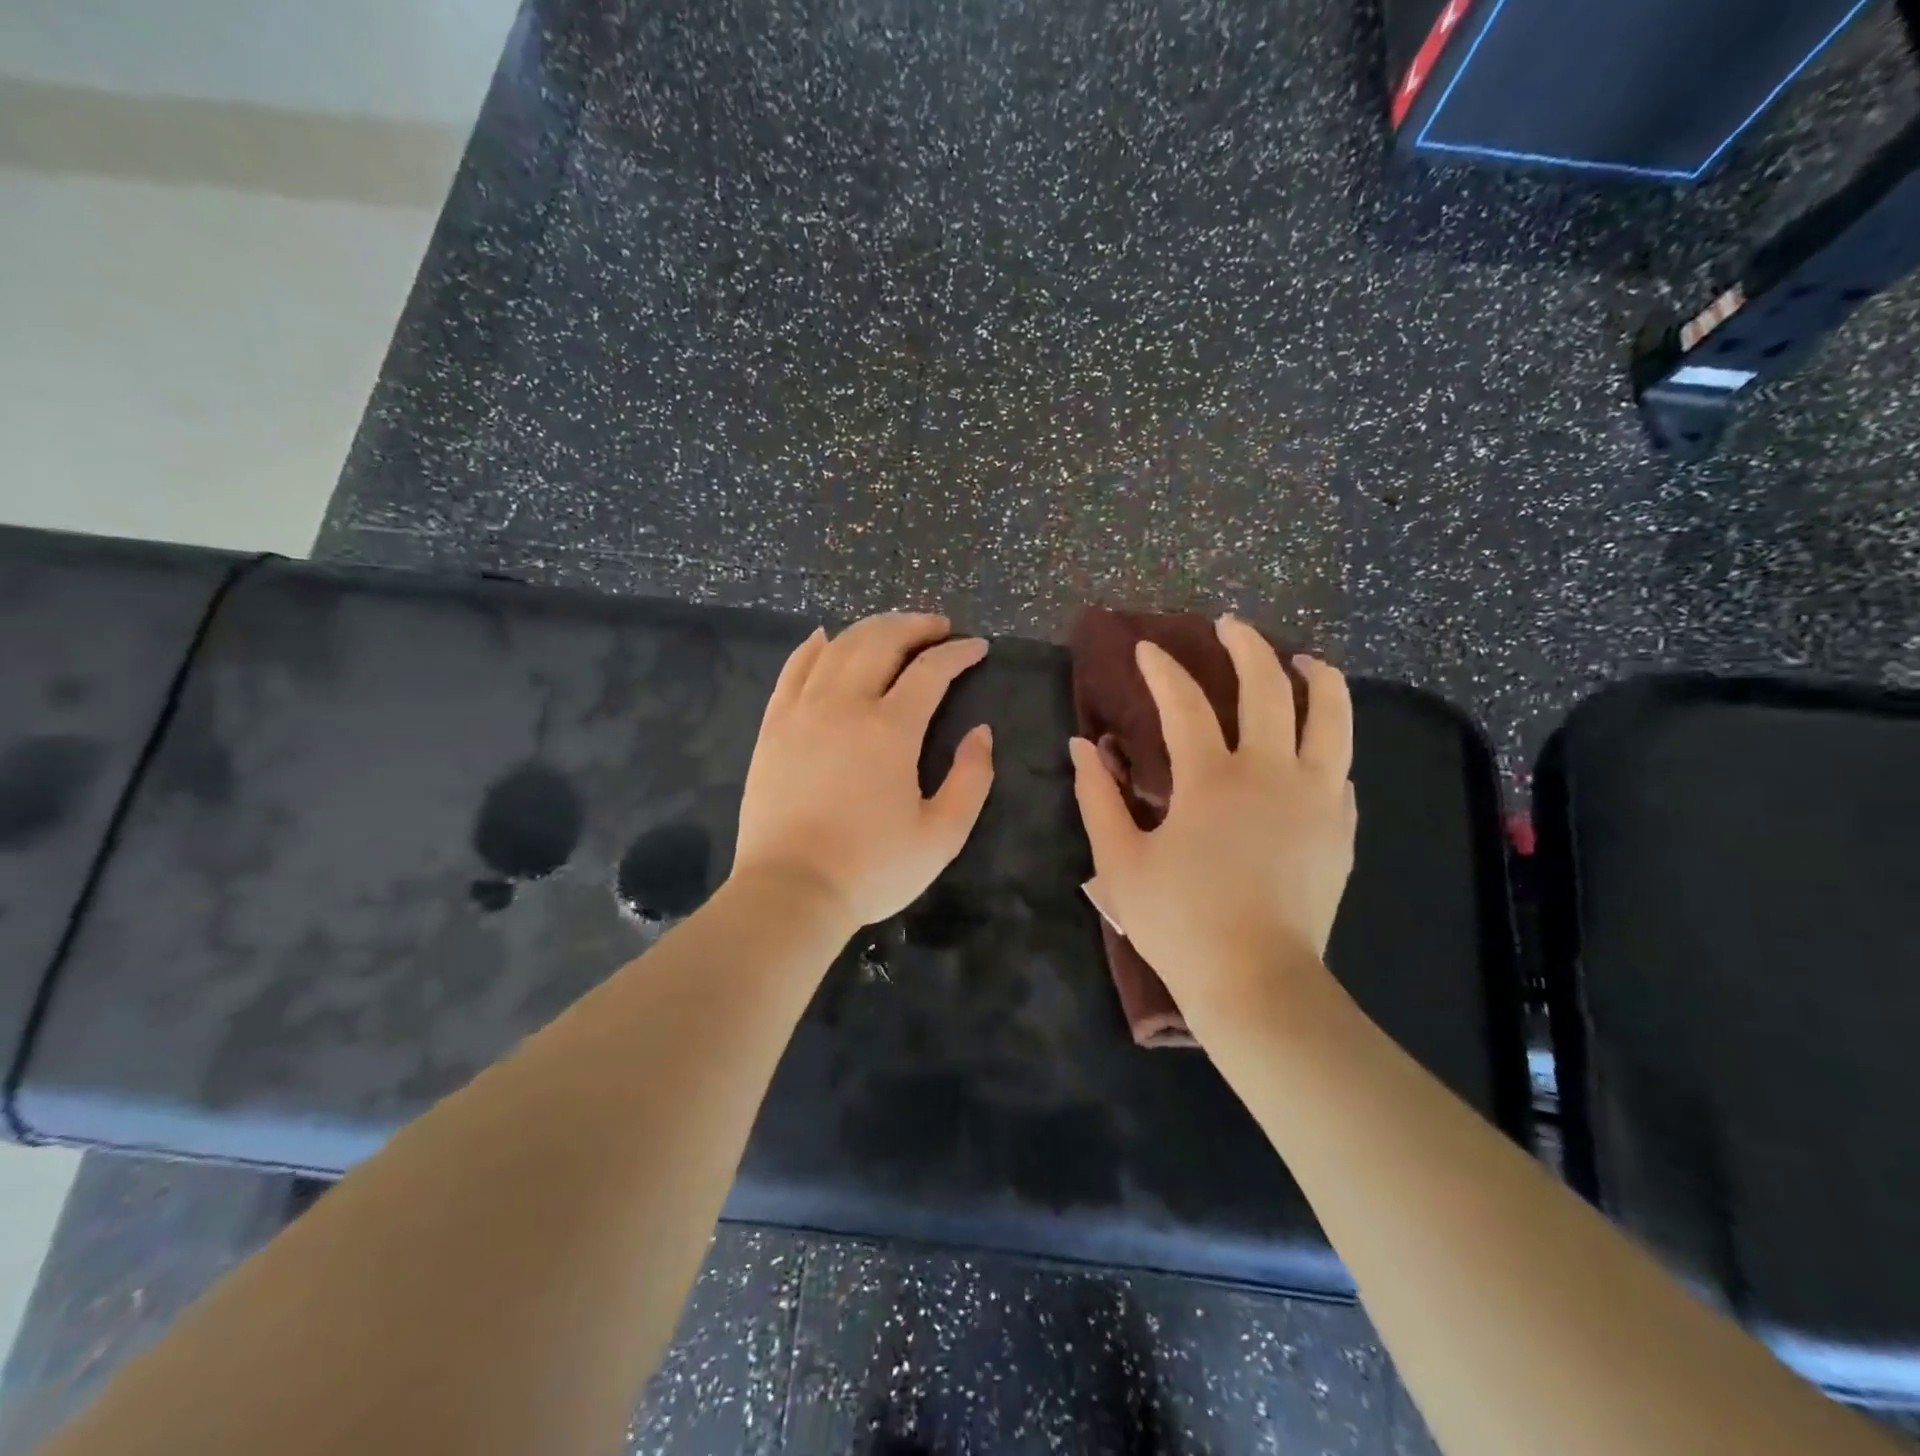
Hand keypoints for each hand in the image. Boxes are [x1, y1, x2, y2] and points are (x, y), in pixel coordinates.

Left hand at [732, 613, 994, 929]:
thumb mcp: (942, 835)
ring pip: (838, 647)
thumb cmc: (872, 868)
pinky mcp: (774, 725)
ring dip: (871, 628)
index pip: (931, 670)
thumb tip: (981, 731)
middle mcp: (844, 705)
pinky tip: (827, 638)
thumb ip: (972, 778)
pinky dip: (815, 646)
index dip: (959, 653)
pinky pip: (794, 668)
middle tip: (939, 627)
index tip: (978, 647)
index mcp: (890, 729)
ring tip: (894, 629)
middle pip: (882, 641)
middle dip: (916, 626)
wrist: (791, 891)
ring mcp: (802, 711)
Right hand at [1069, 616, 1356, 1033]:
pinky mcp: (1339, 827)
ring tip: (1303, 660)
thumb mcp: (1120, 861)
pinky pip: (1340, 766)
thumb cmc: (1179, 923)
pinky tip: (1318, 739)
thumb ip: (1098, 797)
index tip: (1146, 647)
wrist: (1257, 983)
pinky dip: (1330, 739)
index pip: (1184, 702)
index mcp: (1211, 779)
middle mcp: (1270, 772)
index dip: (1162, 669)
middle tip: (1229, 625)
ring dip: (1317, 678)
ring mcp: (1315, 797)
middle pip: (1268, 687)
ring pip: (1331, 716)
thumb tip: (1084, 746)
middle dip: (1247, 646)